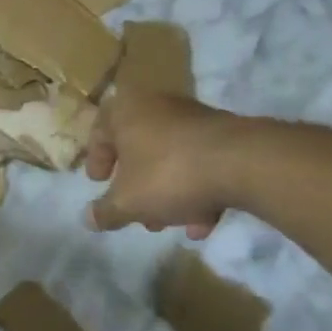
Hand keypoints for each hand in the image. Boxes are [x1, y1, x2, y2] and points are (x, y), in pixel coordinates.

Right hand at [85, 92, 233, 237]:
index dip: (96, 160)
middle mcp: (157, 106)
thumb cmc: (168, 174)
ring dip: (167, 192)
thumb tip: (88, 219)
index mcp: (125, 111)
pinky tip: (203, 222)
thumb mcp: (128, 202)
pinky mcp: (225, 134)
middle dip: (136, 185)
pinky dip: (197, 189)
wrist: (244, 163)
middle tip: (136, 211)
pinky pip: (199, 162)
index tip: (99, 183)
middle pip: (138, 148)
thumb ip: (105, 211)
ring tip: (172, 224)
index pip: (99, 131)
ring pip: (170, 158)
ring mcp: (193, 118)